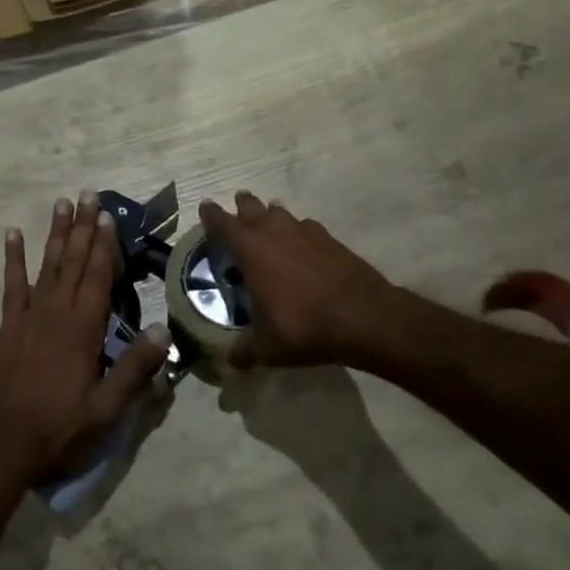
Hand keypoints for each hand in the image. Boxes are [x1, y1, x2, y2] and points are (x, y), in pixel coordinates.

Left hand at [0, 194, 169, 484]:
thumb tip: (164, 329)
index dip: (103, 245)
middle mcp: (55, 313)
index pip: (96, 277)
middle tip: (87, 194)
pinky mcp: (10, 327)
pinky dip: (13, 259)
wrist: (5, 444)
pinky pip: (12, 286)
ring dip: (55, 234)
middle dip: (82, 228)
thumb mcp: (107, 408)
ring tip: (61, 203)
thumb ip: (135, 368)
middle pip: (72, 262)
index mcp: (82, 330)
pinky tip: (13, 235)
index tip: (107, 215)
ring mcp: (29, 317)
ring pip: (46, 266)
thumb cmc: (61, 428)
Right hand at [198, 192, 409, 369]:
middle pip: (252, 207)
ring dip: (270, 214)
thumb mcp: (267, 347)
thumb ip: (245, 352)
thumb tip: (231, 363)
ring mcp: (305, 232)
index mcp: (251, 250)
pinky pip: (306, 226)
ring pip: (280, 212)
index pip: (223, 223)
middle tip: (236, 208)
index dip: (211, 215)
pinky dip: (298, 230)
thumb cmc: (304, 326)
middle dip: (241, 206)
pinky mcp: (330, 239)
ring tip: (267, 222)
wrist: (365, 317)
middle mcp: (274, 232)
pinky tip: (301, 244)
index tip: (204, 207)